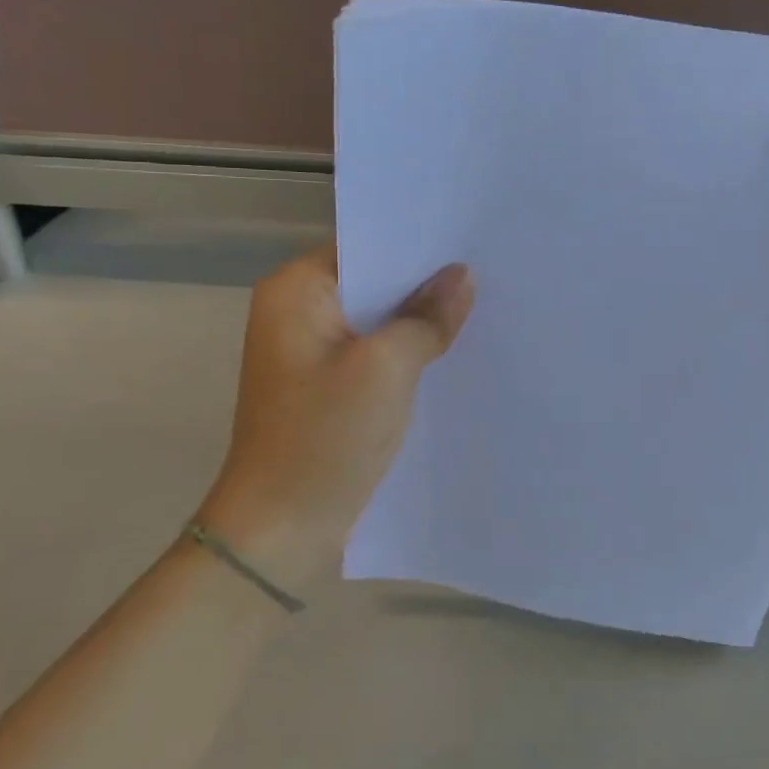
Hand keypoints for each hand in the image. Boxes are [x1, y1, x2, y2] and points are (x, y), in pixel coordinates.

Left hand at [200, 245, 474, 578]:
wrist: (281, 530)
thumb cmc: (325, 437)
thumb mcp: (386, 369)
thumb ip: (426, 317)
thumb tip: (462, 276)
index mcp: (296, 291)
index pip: (365, 244)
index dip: (418, 242)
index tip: (471, 238)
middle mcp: (298, 311)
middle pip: (373, 280)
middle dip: (425, 282)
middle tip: (488, 269)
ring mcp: (311, 351)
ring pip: (378, 319)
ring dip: (418, 319)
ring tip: (481, 304)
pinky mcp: (327, 385)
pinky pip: (374, 352)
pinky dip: (407, 350)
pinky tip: (451, 349)